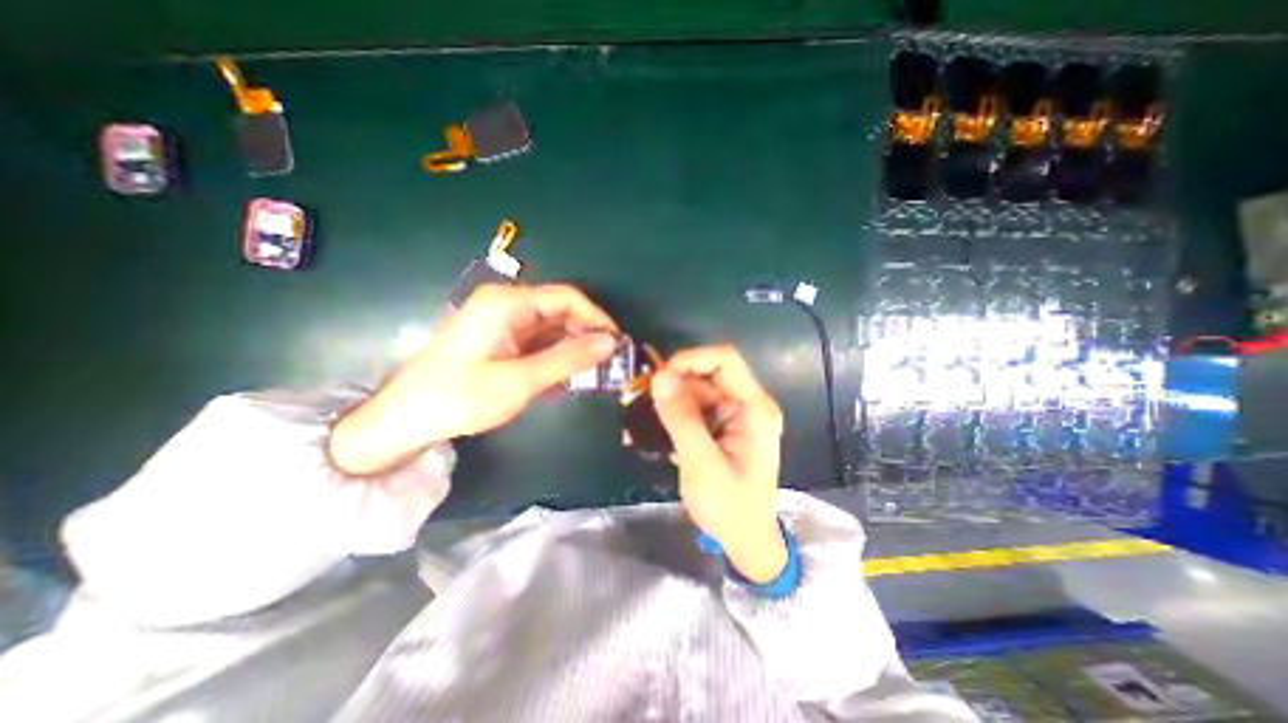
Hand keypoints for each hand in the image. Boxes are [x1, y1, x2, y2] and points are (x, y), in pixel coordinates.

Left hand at [329, 286, 615, 476]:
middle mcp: (506, 304)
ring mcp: (501, 321)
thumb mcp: (521, 380)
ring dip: (571, 348)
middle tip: (607, 364)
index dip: (597, 318)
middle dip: (586, 335)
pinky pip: (537, 340)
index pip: (567, 298)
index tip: (617, 344)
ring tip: (590, 374)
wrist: (404, 418)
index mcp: (508, 303)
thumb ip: (568, 359)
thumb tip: (611, 343)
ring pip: (551, 327)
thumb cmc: (460, 397)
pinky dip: (554, 356)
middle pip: (560, 310)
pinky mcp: (498, 338)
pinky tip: (563, 377)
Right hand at [649, 344, 790, 585]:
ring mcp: (736, 415)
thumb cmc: (730, 508)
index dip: (690, 360)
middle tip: (642, 403)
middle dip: (674, 385)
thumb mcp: (702, 464)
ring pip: (697, 390)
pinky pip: (695, 408)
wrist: (746, 540)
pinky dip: (673, 415)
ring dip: (669, 402)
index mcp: (755, 408)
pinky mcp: (723, 426)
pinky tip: (654, 431)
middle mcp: (748, 404)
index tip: (658, 377)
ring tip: (642, 421)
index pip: (725, 360)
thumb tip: (659, 377)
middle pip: (707, 375)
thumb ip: (681, 419)